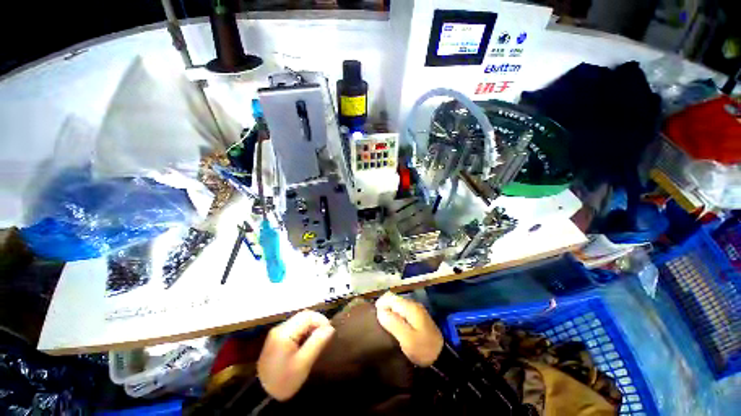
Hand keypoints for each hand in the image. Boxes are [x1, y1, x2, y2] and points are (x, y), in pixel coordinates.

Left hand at [257, 310, 334, 400]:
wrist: (262, 395)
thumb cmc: (284, 381)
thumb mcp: (303, 364)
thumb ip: (317, 343)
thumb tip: (331, 328)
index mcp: (284, 332)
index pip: (307, 316)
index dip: (321, 320)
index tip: (330, 332)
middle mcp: (280, 328)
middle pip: (303, 316)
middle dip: (317, 322)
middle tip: (326, 335)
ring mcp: (277, 332)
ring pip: (300, 320)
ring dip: (311, 326)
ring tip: (319, 339)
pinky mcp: (278, 337)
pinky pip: (295, 327)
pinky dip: (305, 331)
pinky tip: (308, 342)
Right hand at [375, 292, 442, 366]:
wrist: (442, 358)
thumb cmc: (424, 349)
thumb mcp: (407, 339)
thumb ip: (393, 323)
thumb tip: (380, 310)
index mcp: (410, 307)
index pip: (391, 297)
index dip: (381, 304)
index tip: (374, 316)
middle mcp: (413, 305)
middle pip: (394, 299)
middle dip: (384, 307)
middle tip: (378, 321)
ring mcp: (416, 310)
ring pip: (398, 305)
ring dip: (389, 311)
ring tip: (383, 324)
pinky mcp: (417, 317)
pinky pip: (402, 311)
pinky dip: (395, 315)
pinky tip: (393, 325)